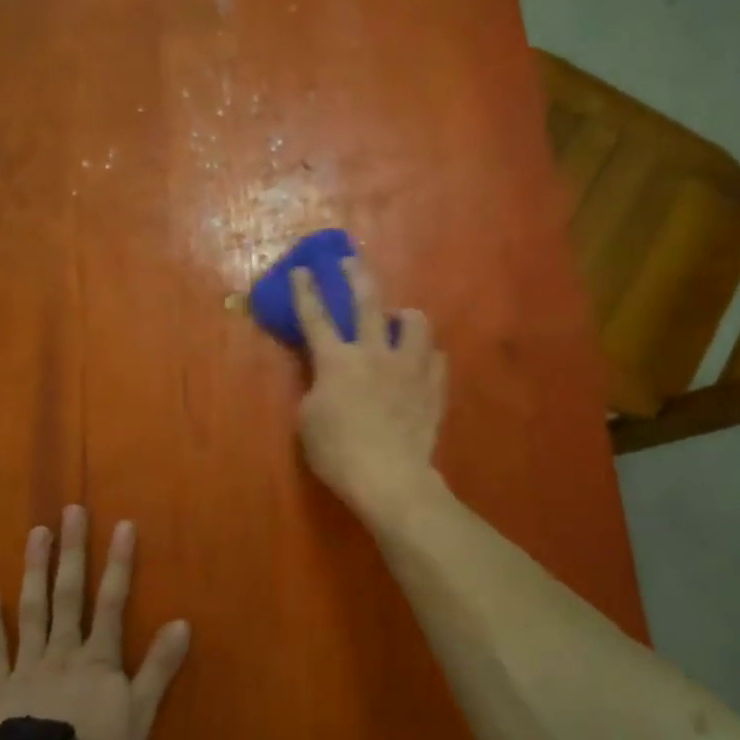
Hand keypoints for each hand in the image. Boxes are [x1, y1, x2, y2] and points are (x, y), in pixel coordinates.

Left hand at [0, 505, 191, 739]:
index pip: (113, 602)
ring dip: (35, 570)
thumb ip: (159, 667)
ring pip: (32, 610)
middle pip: (70, 594)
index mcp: (97, 658)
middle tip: (71, 511)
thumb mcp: (140, 714)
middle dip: (73, 551)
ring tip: (36, 533)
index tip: (123, 525)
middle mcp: (62, 650)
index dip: (120, 563)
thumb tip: (182, 623)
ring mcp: (26, 666)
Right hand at [292, 257, 447, 521]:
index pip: (315, 317)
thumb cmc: (338, 452)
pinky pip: (437, 359)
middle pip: (367, 302)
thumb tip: (327, 380)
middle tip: (351, 261)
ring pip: (415, 323)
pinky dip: (427, 356)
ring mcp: (409, 368)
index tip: (303, 270)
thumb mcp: (307, 421)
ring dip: (405, 316)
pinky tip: (422, 363)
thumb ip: (316, 389)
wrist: (389, 477)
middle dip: (356, 276)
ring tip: (400, 321)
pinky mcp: (433, 387)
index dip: (306, 291)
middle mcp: (374, 353)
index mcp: (336, 360)